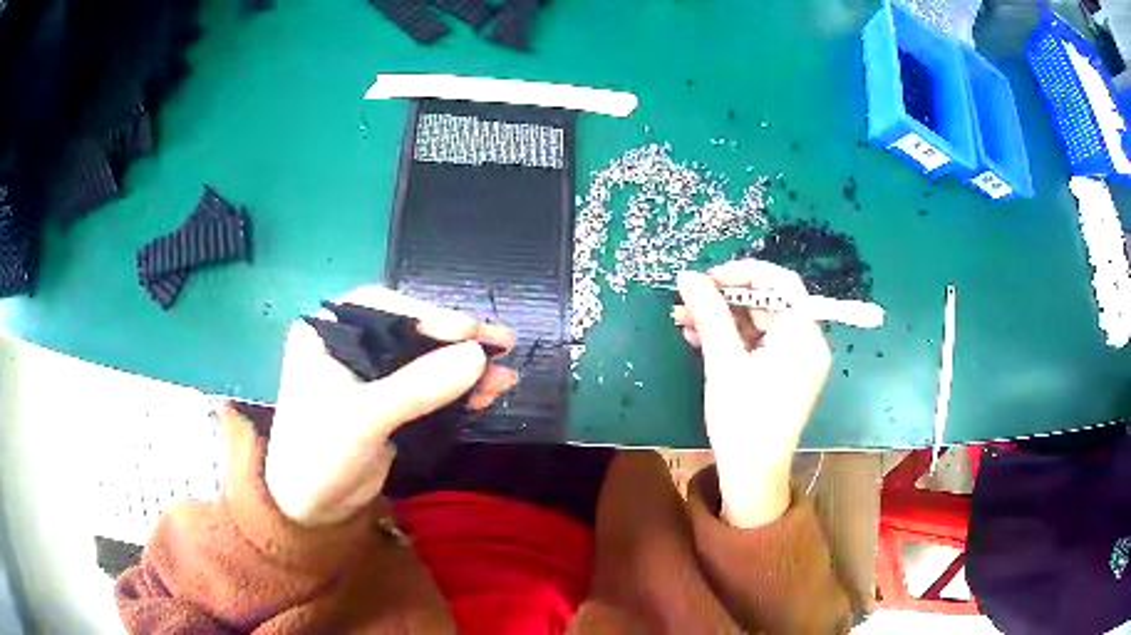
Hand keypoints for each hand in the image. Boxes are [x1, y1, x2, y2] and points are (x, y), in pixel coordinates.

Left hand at [265, 286, 517, 526]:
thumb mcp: (364, 417)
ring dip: (465, 369)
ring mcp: (372, 377)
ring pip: (425, 363)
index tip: (470, 330)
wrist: (310, 507)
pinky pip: (429, 391)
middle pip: (411, 333)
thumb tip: (479, 355)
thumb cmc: (319, 452)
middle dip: (457, 342)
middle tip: (503, 341)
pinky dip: (458, 393)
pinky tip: (490, 393)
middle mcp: (350, 346)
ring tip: (507, 373)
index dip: (429, 316)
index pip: (383, 309)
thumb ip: (418, 386)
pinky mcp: (389, 405)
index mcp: (329, 332)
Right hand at [673, 260, 830, 527]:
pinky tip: (698, 339)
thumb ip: (709, 313)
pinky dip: (731, 338)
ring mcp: (796, 360)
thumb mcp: (724, 363)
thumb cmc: (743, 420)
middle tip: (687, 300)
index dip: (743, 273)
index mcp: (804, 336)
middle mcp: (807, 343)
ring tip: (683, 320)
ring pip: (758, 323)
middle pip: (768, 302)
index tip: (707, 279)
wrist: (752, 476)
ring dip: (722, 318)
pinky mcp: (783, 374)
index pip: (780, 283)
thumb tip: (687, 276)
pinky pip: (758, 344)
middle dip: (725, 298)